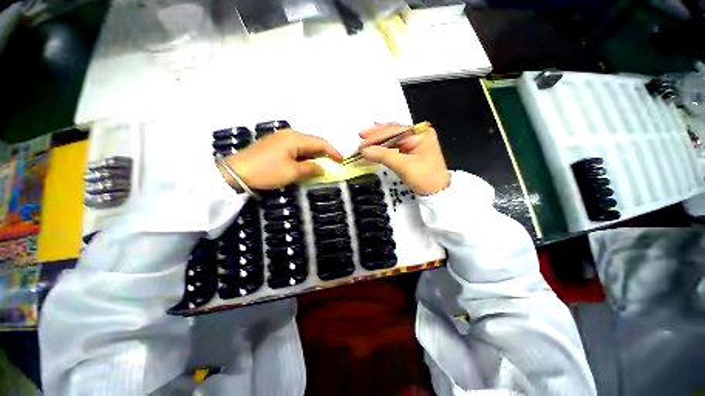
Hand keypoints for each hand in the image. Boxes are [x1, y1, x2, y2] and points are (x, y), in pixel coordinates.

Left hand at [224, 130, 342, 189]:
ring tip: (321, 165)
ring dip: (313, 155)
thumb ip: (310, 169)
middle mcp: (289, 135)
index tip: (341, 160)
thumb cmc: (267, 172)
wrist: (235, 173)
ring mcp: (280, 139)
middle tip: (333, 164)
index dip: (333, 151)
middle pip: (312, 142)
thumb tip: (322, 168)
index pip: (320, 143)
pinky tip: (305, 164)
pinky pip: (295, 149)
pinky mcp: (274, 146)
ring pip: (303, 146)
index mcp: (295, 138)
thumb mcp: (292, 172)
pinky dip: (303, 156)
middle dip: (324, 153)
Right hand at [359, 123, 449, 195]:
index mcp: (420, 134)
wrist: (437, 193)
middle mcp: (418, 135)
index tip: (362, 142)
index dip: (377, 136)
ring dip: (379, 139)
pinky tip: (377, 143)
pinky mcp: (411, 152)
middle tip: (361, 136)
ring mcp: (415, 143)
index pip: (394, 131)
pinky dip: (384, 146)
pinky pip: (395, 146)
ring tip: (365, 137)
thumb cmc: (424, 178)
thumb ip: (384, 155)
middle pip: (394, 132)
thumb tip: (364, 150)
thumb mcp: (404, 166)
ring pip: (393, 138)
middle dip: (377, 135)